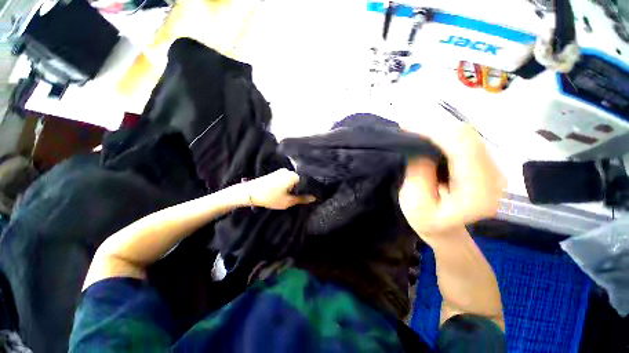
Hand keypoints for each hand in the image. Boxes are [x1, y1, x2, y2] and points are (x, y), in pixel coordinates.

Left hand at [244, 169, 315, 209]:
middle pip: (301, 181)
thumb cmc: (270, 197)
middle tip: (301, 198)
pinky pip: (287, 179)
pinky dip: (289, 186)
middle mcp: (289, 171)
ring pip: (294, 181)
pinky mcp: (276, 173)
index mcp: (294, 176)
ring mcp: (282, 171)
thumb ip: (302, 199)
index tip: (310, 198)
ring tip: (293, 196)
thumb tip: (313, 198)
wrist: (250, 192)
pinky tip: (286, 192)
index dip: (309, 191)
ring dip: (294, 188)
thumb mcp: (288, 201)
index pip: (307, 182)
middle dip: (301, 189)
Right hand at [398, 123, 504, 238]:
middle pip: (468, 137)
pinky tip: (428, 135)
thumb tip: (421, 145)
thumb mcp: (414, 203)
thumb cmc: (426, 221)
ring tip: (414, 129)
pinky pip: (466, 140)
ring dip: (439, 128)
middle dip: (435, 126)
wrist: (445, 230)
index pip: (463, 148)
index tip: (407, 126)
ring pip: (468, 134)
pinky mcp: (485, 164)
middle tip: (407, 125)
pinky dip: (444, 134)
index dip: (435, 132)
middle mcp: (495, 177)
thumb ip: (419, 173)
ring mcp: (493, 169)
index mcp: (478, 193)